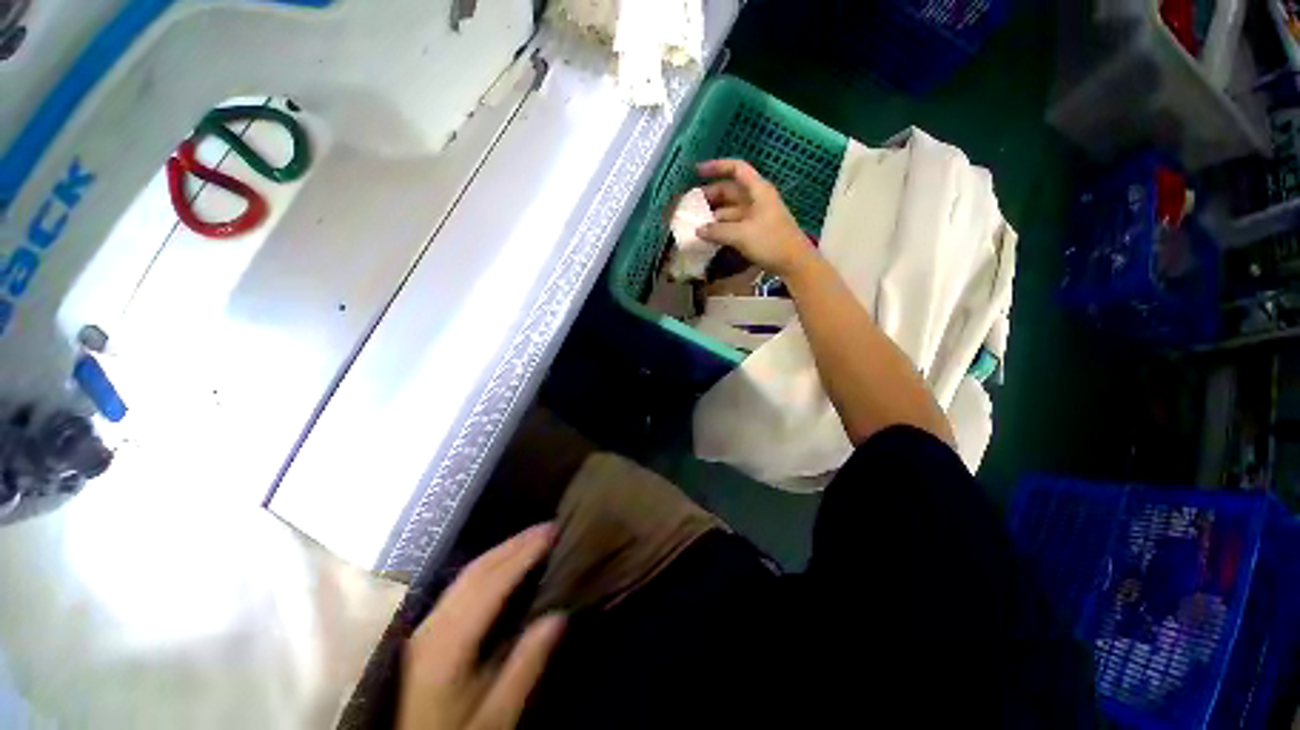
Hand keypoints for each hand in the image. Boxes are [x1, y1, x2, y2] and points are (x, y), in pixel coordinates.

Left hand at [398, 524, 564, 729]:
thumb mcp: (493, 719)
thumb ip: (524, 668)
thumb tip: (558, 616)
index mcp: (447, 646)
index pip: (490, 584)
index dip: (523, 553)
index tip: (551, 532)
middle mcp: (432, 626)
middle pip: (475, 572)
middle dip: (514, 544)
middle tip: (548, 527)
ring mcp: (423, 628)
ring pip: (465, 576)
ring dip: (501, 552)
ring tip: (532, 539)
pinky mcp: (423, 634)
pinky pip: (460, 587)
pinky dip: (488, 567)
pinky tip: (503, 567)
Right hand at [696, 159, 812, 277]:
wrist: (794, 263)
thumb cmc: (771, 242)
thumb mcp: (741, 235)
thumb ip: (717, 231)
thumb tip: (698, 230)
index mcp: (758, 190)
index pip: (736, 169)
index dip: (716, 166)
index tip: (697, 171)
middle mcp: (756, 199)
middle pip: (730, 191)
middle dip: (710, 196)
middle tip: (690, 205)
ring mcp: (756, 216)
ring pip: (730, 210)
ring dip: (713, 215)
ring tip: (695, 222)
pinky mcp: (755, 231)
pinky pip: (733, 224)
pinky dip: (721, 228)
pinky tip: (708, 235)